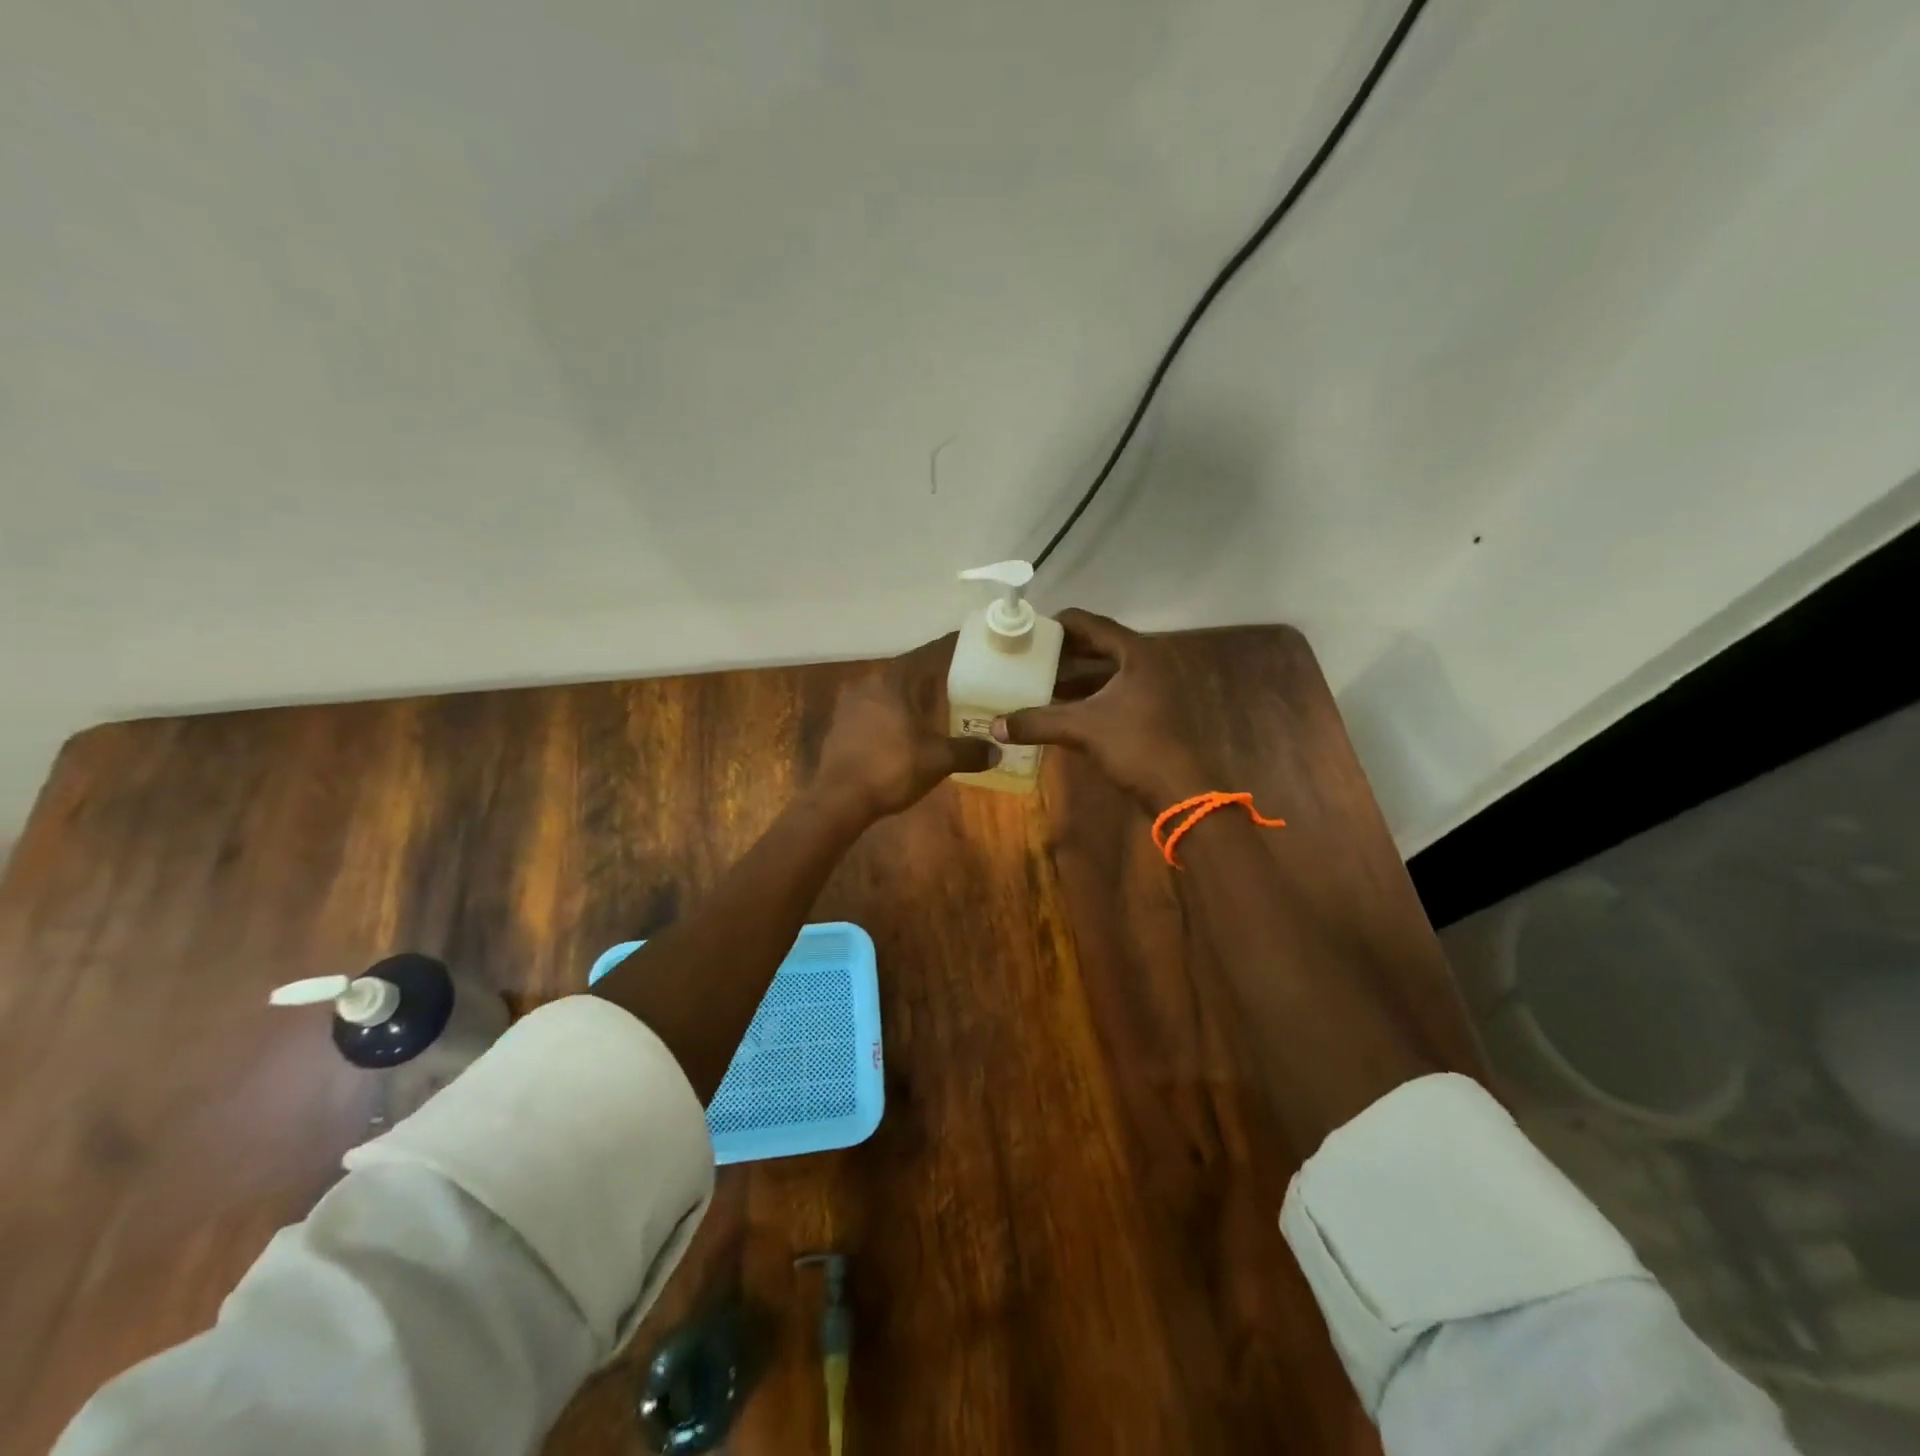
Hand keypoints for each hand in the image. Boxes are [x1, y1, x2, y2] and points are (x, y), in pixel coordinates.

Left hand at [811, 634, 996, 821]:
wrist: (839, 799)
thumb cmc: (891, 769)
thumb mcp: (937, 760)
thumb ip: (968, 751)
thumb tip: (997, 751)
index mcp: (893, 680)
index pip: (929, 654)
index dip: (951, 650)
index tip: (971, 648)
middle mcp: (869, 683)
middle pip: (908, 672)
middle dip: (932, 677)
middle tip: (960, 681)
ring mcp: (849, 704)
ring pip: (889, 691)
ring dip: (910, 697)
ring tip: (935, 706)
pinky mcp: (840, 725)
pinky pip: (874, 710)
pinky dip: (893, 714)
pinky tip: (905, 729)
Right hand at [991, 609, 1211, 808]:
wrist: (1179, 789)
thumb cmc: (1135, 746)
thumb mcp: (1081, 729)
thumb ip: (1037, 722)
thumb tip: (994, 726)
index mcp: (1136, 653)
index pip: (1091, 623)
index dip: (1058, 624)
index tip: (1028, 631)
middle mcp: (1147, 662)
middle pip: (1098, 645)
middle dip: (1064, 651)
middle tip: (1029, 654)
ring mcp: (1152, 687)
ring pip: (1105, 670)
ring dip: (1074, 675)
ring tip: (1040, 680)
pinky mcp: (1151, 710)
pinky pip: (1112, 691)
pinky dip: (1087, 695)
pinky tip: (1061, 707)